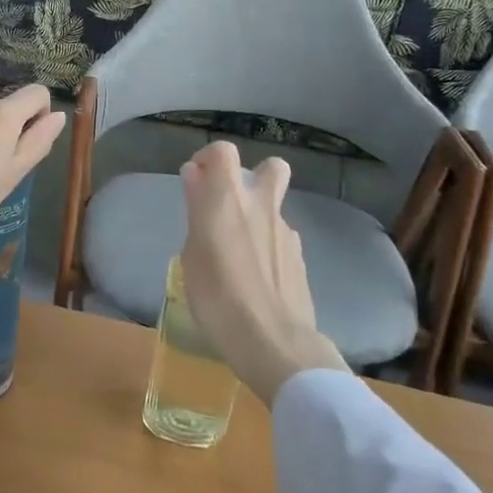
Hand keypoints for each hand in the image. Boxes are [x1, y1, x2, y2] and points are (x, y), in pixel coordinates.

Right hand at [178, 143, 348, 406]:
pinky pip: (281, 239)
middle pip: (271, 167)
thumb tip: (195, 177)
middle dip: (253, 176)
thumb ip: (196, 211)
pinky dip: (268, 247)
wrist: (273, 341)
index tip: (196, 178)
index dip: (209, 157)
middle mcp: (261, 206)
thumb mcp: (191, 254)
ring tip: (239, 255)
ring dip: (258, 218)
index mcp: (228, 199)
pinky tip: (257, 279)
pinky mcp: (300, 259)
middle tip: (231, 206)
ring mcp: (287, 232)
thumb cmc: (217, 297)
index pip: (223, 151)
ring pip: (276, 208)